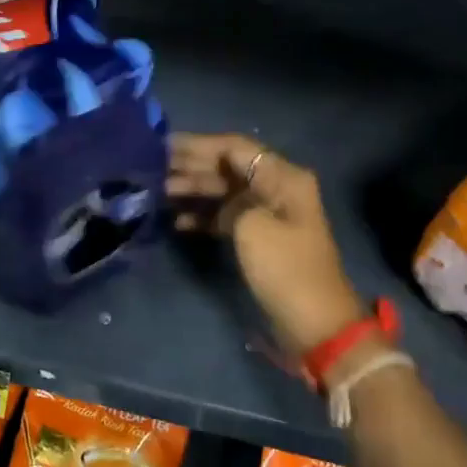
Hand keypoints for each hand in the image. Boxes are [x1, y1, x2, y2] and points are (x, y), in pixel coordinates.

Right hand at [168, 134, 364, 360]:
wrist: (313, 321)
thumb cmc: (284, 267)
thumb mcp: (252, 225)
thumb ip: (228, 198)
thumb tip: (211, 194)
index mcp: (282, 177)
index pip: (235, 147)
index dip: (198, 144)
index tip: (162, 145)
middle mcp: (275, 188)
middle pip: (227, 167)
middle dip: (191, 165)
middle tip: (153, 167)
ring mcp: (266, 213)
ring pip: (223, 191)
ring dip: (193, 189)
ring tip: (158, 191)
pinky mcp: (257, 237)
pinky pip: (224, 216)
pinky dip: (202, 216)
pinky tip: (176, 221)